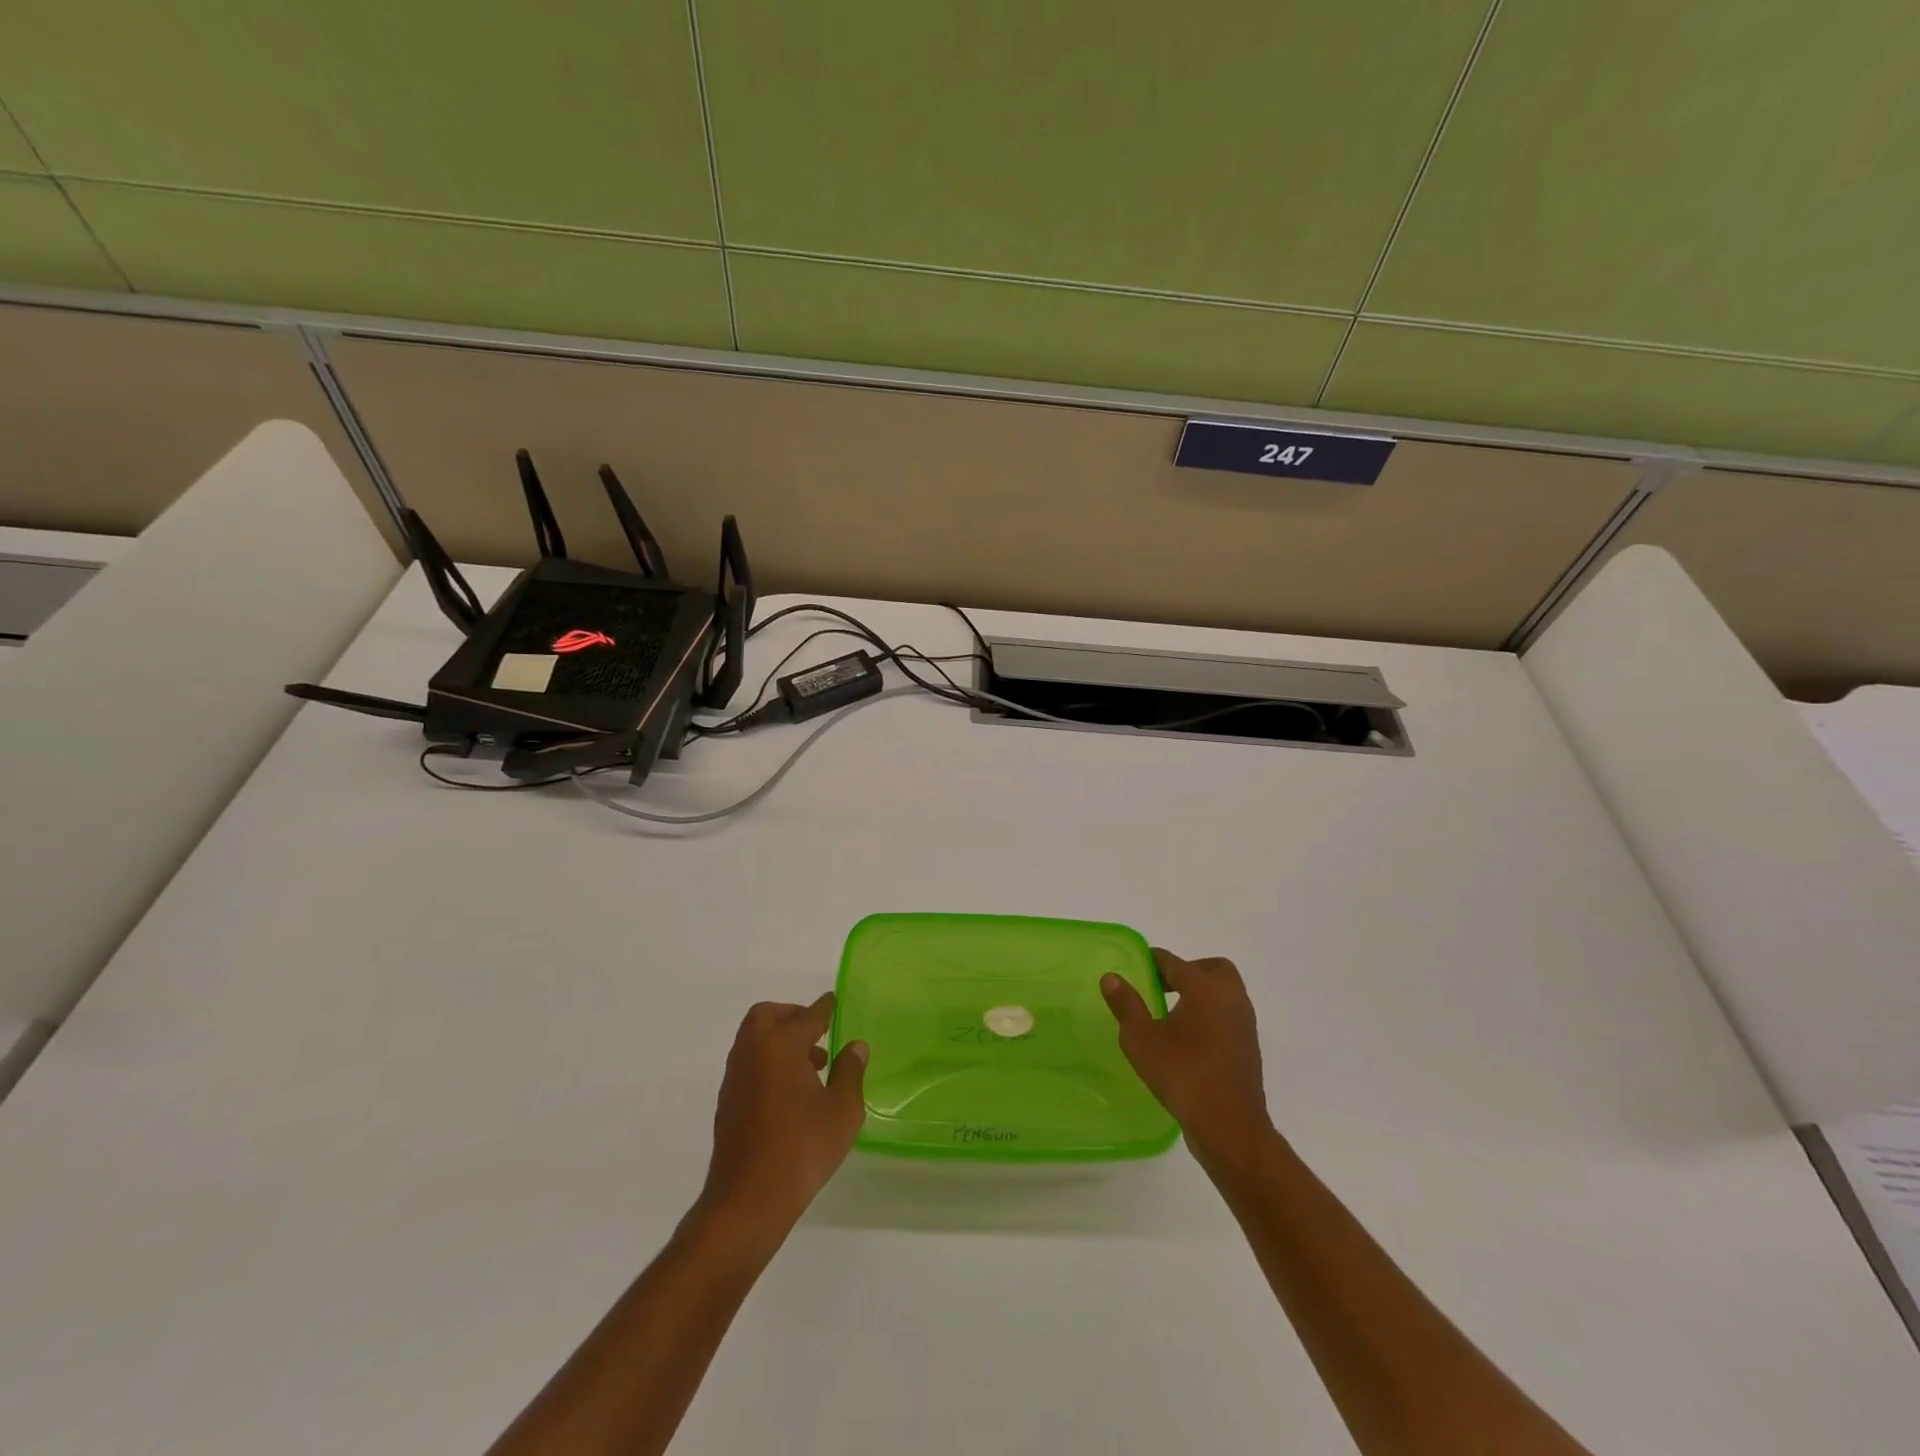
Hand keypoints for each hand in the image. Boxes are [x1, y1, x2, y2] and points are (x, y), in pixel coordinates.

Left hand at [695, 993, 867, 1249]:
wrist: (748, 1200)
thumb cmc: (802, 1148)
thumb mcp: (842, 1110)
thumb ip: (850, 1072)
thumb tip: (854, 1046)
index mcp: (781, 1045)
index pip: (807, 1016)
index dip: (823, 1008)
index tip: (832, 1001)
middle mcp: (753, 1052)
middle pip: (767, 1016)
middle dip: (792, 1016)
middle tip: (817, 1032)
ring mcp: (736, 1077)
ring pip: (755, 1040)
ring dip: (780, 1041)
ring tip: (813, 1066)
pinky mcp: (728, 1102)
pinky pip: (750, 1063)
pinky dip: (769, 1061)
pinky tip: (791, 1091)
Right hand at [1102, 949, 1273, 1167]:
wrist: (1230, 1127)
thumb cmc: (1183, 1075)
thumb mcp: (1142, 1039)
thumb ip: (1126, 1005)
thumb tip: (1111, 977)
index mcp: (1205, 989)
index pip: (1175, 963)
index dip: (1154, 960)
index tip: (1137, 964)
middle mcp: (1230, 999)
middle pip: (1212, 969)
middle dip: (1188, 970)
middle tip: (1162, 986)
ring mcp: (1244, 1024)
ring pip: (1224, 993)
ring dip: (1201, 993)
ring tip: (1172, 1013)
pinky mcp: (1248, 1048)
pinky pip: (1228, 1016)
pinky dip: (1211, 1014)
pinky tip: (1189, 1038)